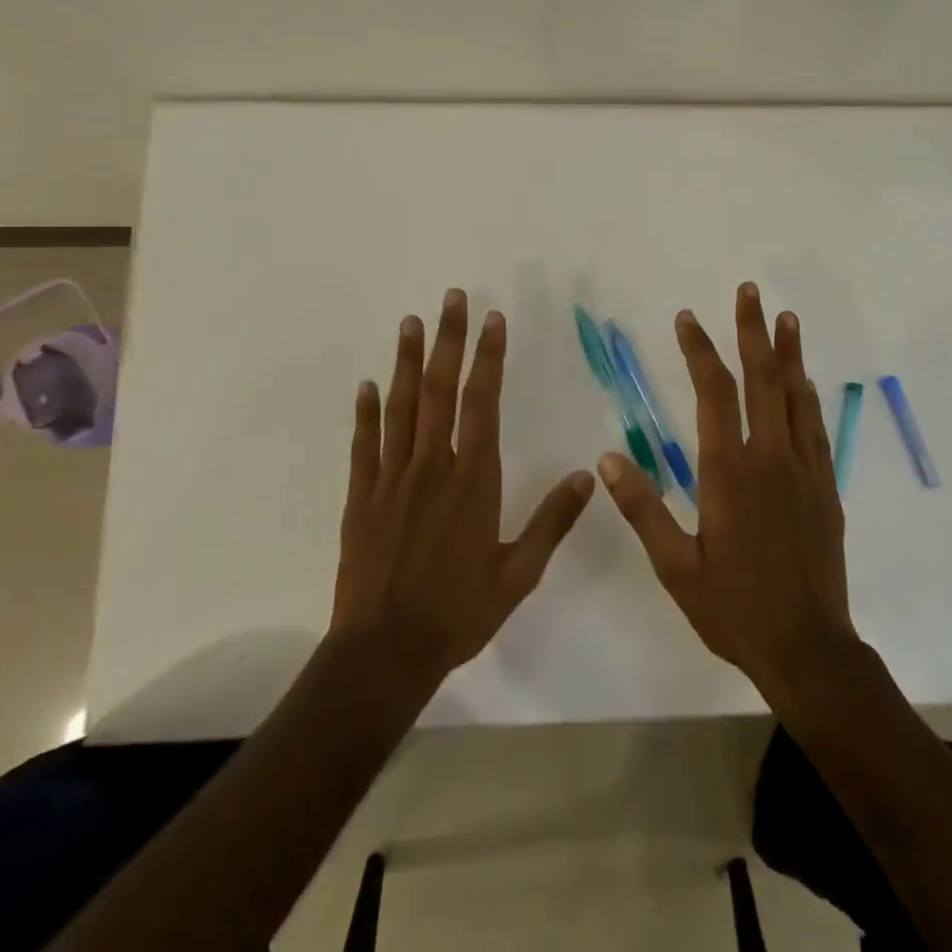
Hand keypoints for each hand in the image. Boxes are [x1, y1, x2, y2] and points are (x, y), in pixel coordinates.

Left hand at [330, 288, 596, 681]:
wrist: (384, 652)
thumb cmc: (458, 613)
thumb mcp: (519, 574)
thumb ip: (553, 522)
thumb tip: (590, 476)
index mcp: (473, 481)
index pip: (482, 404)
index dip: (489, 358)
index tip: (494, 320)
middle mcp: (432, 468)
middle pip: (439, 390)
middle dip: (448, 340)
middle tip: (451, 299)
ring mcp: (391, 479)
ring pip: (400, 407)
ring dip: (405, 361)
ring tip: (411, 323)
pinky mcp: (361, 498)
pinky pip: (365, 445)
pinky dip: (366, 412)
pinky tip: (367, 385)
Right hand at [597, 282, 857, 701]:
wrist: (808, 648)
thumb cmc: (733, 609)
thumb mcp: (675, 566)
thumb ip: (643, 508)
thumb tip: (606, 459)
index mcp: (728, 473)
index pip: (713, 394)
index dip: (700, 350)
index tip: (687, 318)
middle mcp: (770, 459)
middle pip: (761, 380)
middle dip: (751, 331)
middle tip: (748, 291)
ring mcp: (804, 471)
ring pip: (795, 396)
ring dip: (788, 353)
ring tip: (784, 317)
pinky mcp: (826, 488)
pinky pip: (816, 428)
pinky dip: (807, 396)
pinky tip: (805, 380)